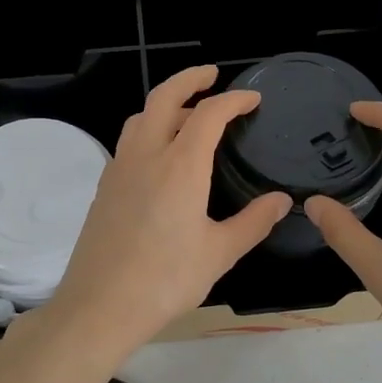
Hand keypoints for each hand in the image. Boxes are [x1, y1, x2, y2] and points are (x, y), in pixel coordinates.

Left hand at [37, 65, 291, 358]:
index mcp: (180, 166)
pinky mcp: (104, 188)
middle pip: (164, 98)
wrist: (99, 306)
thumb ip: (253, 222)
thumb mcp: (219, 253)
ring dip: (165, 105)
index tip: (252, 99)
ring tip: (188, 115)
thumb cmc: (165, 280)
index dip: (233, 100)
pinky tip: (161, 157)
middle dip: (189, 80)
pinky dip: (149, 130)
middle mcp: (146, 156)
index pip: (209, 114)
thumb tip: (282, 201)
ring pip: (140, 118)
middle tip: (211, 76)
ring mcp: (119, 169)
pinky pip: (128, 142)